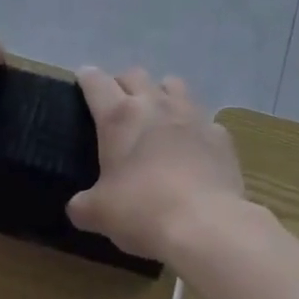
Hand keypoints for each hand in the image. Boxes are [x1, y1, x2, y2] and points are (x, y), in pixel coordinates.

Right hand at [66, 67, 243, 262]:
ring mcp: (192, 115)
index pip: (96, 82)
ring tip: (157, 115)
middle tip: (118, 105)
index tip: (83, 80)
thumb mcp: (99, 214)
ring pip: (173, 85)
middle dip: (123, 84)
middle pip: (135, 74)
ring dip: (161, 93)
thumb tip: (78, 207)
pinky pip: (203, 120)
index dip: (87, 78)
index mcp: (119, 117)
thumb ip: (83, 205)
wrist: (206, 224)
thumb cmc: (143, 211)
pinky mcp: (219, 134)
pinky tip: (192, 148)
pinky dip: (194, 128)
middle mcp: (155, 104)